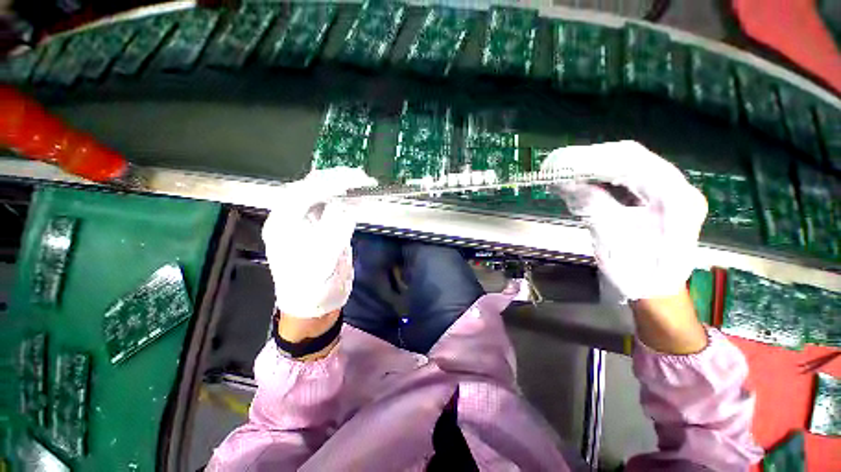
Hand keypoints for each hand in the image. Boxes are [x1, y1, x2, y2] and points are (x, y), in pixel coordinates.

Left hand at [262, 167, 376, 318]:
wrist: (315, 305)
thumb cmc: (312, 288)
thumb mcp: (322, 262)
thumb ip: (334, 231)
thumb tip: (347, 207)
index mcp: (283, 225)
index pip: (305, 192)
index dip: (331, 182)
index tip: (356, 179)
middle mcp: (291, 219)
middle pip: (310, 188)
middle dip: (336, 179)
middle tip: (361, 177)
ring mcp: (306, 223)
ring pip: (321, 195)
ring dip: (340, 186)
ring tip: (360, 182)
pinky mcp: (321, 229)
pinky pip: (331, 208)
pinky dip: (345, 201)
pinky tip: (356, 199)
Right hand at [540, 141, 707, 300]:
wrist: (655, 290)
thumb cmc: (638, 272)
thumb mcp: (613, 240)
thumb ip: (593, 206)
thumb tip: (566, 183)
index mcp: (675, 197)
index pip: (632, 161)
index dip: (592, 159)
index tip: (560, 163)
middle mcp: (676, 186)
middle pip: (629, 157)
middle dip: (589, 160)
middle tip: (556, 165)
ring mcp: (665, 190)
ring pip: (624, 165)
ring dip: (591, 166)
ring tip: (562, 171)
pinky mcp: (652, 196)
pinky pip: (622, 178)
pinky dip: (597, 177)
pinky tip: (579, 181)